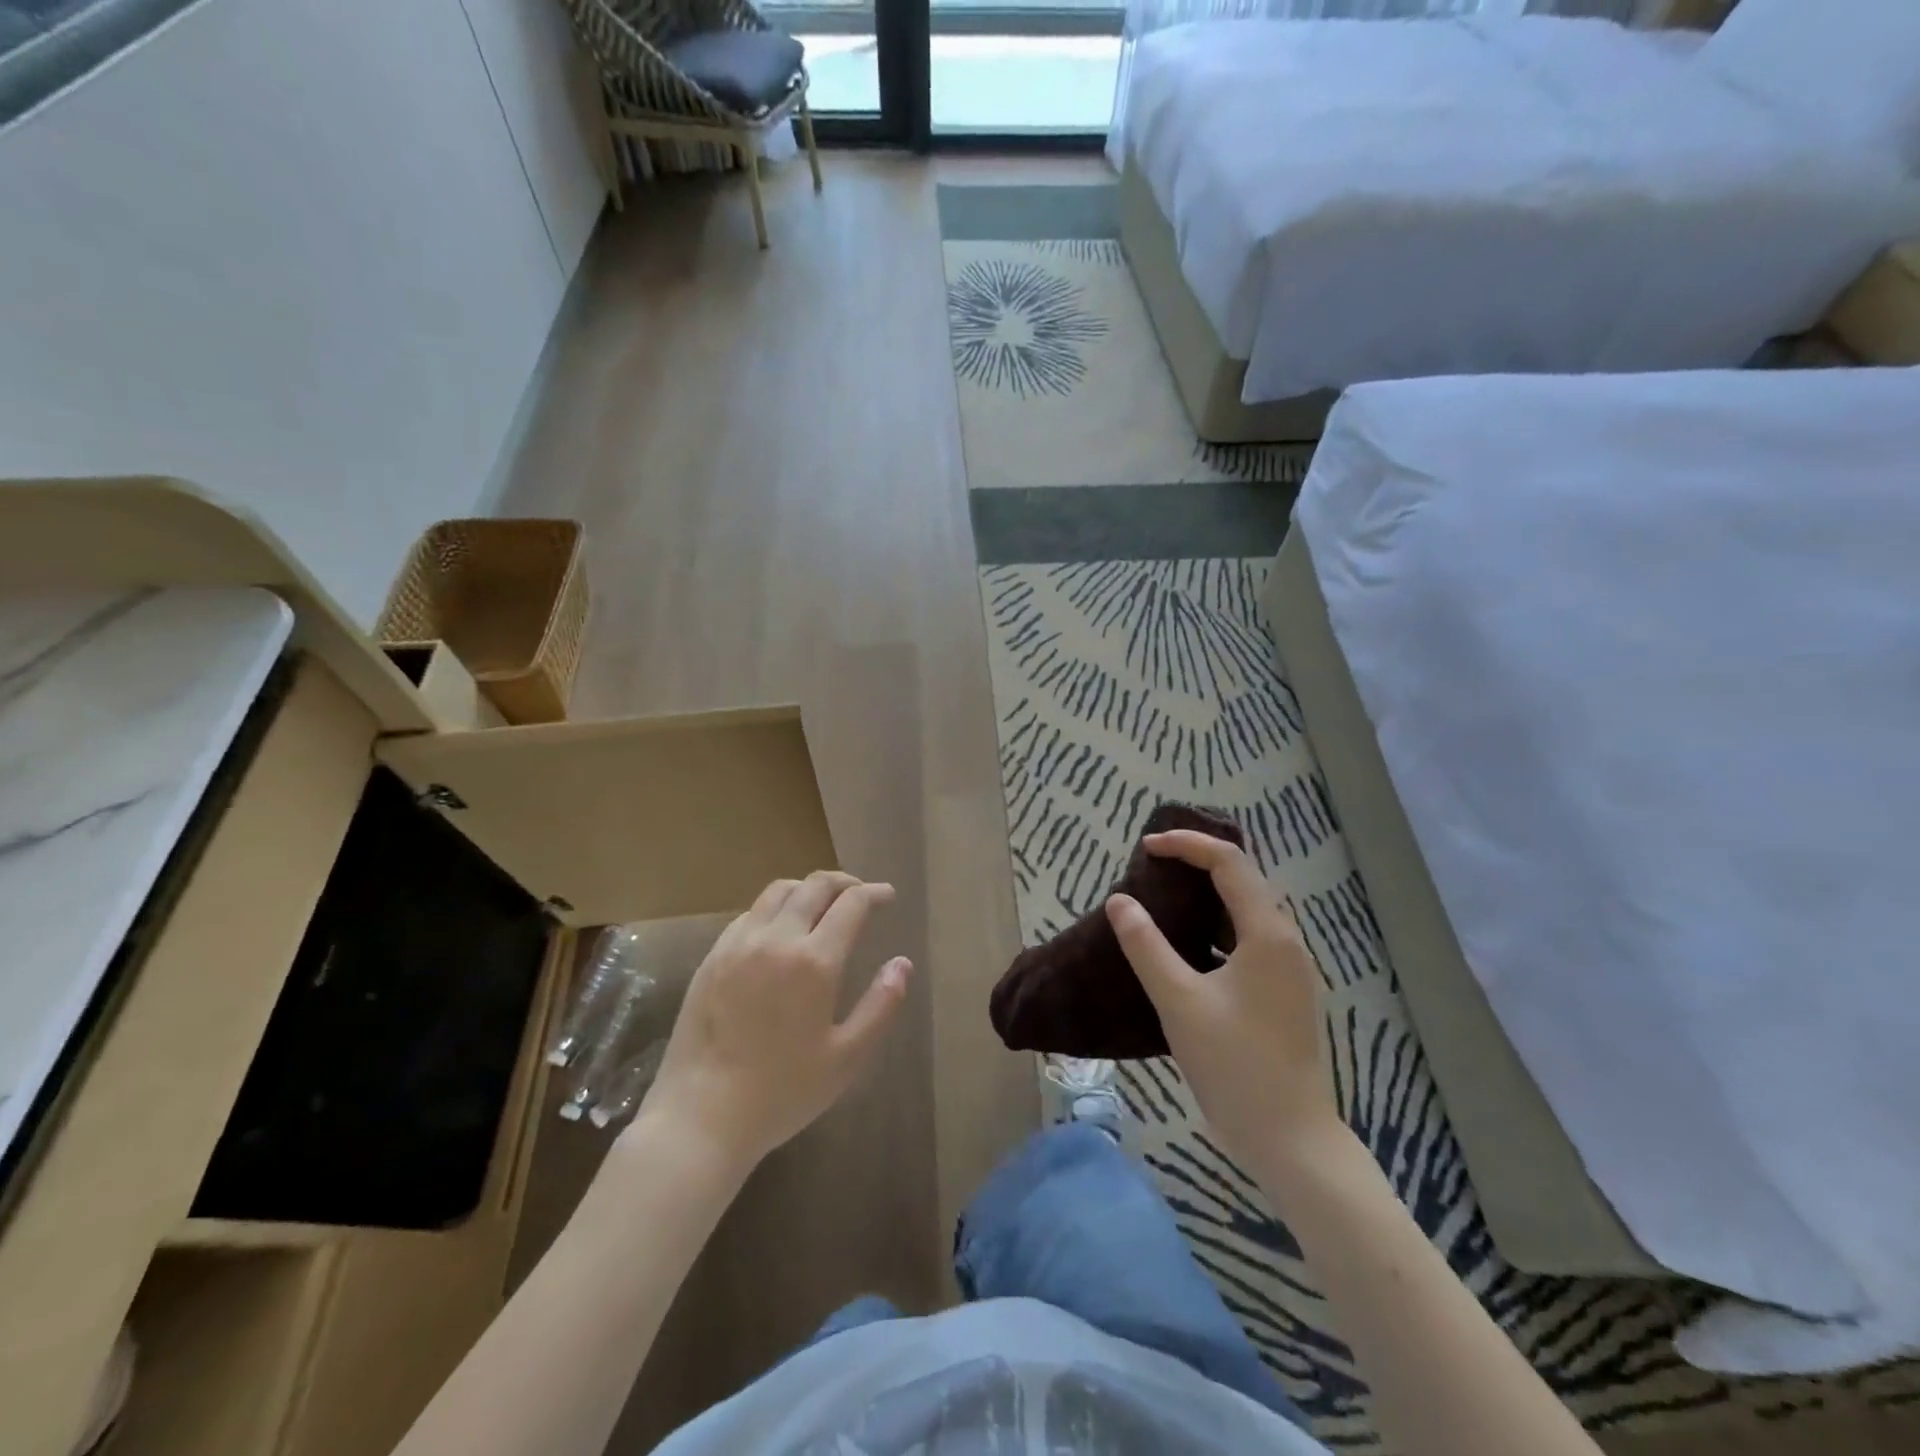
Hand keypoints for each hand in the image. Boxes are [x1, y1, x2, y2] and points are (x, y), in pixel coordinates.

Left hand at [635, 871, 911, 1171]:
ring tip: (822, 903)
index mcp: (814, 961)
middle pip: (814, 886)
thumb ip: (881, 1005)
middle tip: (860, 893)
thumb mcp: (847, 1058)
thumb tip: (902, 963)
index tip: (887, 896)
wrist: (701, 1117)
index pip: (851, 904)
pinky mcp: (712, 957)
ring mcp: (738, 944)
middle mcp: (776, 939)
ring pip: (778, 891)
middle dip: (843, 882)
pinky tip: (781, 929)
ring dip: (807, 888)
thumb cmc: (782, 1093)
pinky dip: (775, 908)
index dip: (874, 893)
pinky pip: (749, 914)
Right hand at [1106, 830, 1338, 1167]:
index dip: (1187, 845)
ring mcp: (1290, 969)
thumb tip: (1119, 901)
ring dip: (1212, 891)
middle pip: (1246, 878)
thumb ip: (1146, 946)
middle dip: (1201, 860)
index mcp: (1268, 934)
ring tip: (1168, 893)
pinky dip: (1220, 923)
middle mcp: (1287, 941)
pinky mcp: (1285, 992)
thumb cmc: (1235, 1065)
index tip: (1145, 847)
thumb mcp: (1179, 1001)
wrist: (1291, 1138)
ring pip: (1251, 908)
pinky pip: (1251, 937)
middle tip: (1155, 863)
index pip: (1229, 863)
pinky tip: (1192, 944)